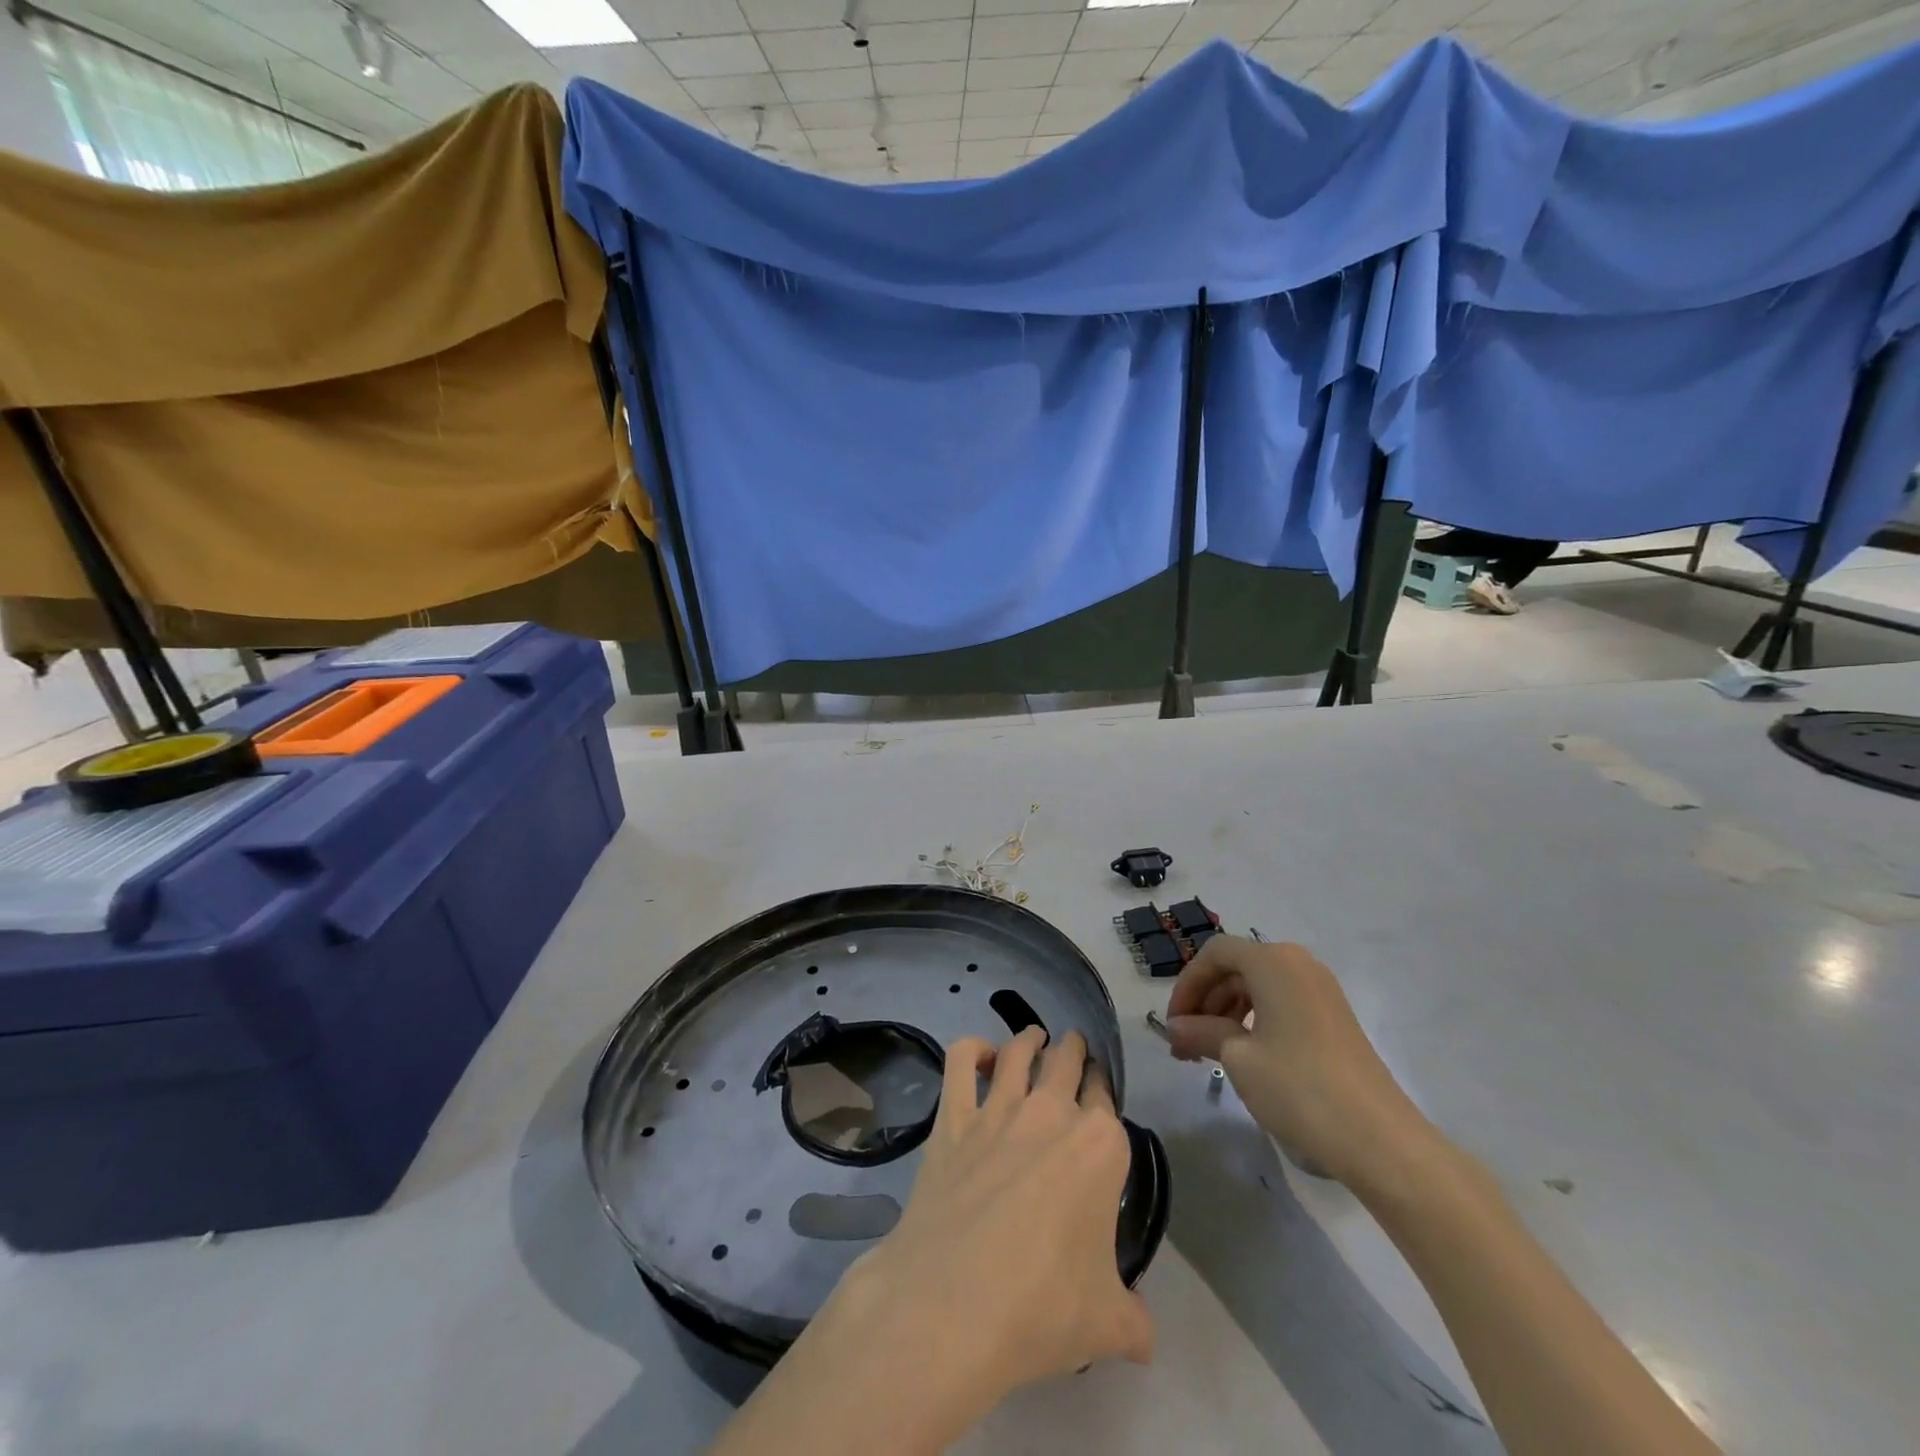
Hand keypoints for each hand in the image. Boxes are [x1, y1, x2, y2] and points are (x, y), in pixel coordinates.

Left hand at [710, 1027, 1151, 1455]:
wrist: (953, 1304)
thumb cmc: (1042, 1307)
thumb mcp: (1107, 1324)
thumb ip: (1134, 1320)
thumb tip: (1144, 1336)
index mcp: (1100, 1145)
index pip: (1106, 1098)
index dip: (1102, 1092)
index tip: (1099, 1094)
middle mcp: (1052, 1112)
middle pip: (1068, 1060)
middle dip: (1074, 1050)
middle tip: (1073, 1049)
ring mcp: (999, 1109)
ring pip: (1020, 1050)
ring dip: (1031, 1039)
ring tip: (1035, 1038)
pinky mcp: (953, 1116)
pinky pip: (961, 1060)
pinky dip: (973, 1048)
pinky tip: (980, 1055)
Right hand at [1164, 937, 1431, 1190]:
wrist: (1380, 1140)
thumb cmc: (1299, 1087)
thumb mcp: (1238, 1058)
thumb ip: (1201, 1032)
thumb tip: (1175, 1028)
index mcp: (1273, 961)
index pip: (1215, 954)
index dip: (1187, 984)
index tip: (1172, 1024)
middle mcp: (1298, 964)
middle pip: (1236, 968)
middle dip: (1205, 1002)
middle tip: (1185, 1043)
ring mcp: (1321, 991)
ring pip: (1257, 987)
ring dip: (1226, 1014)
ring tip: (1208, 1054)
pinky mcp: (1334, 1018)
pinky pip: (1281, 1004)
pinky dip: (1254, 1022)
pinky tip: (1243, 1056)